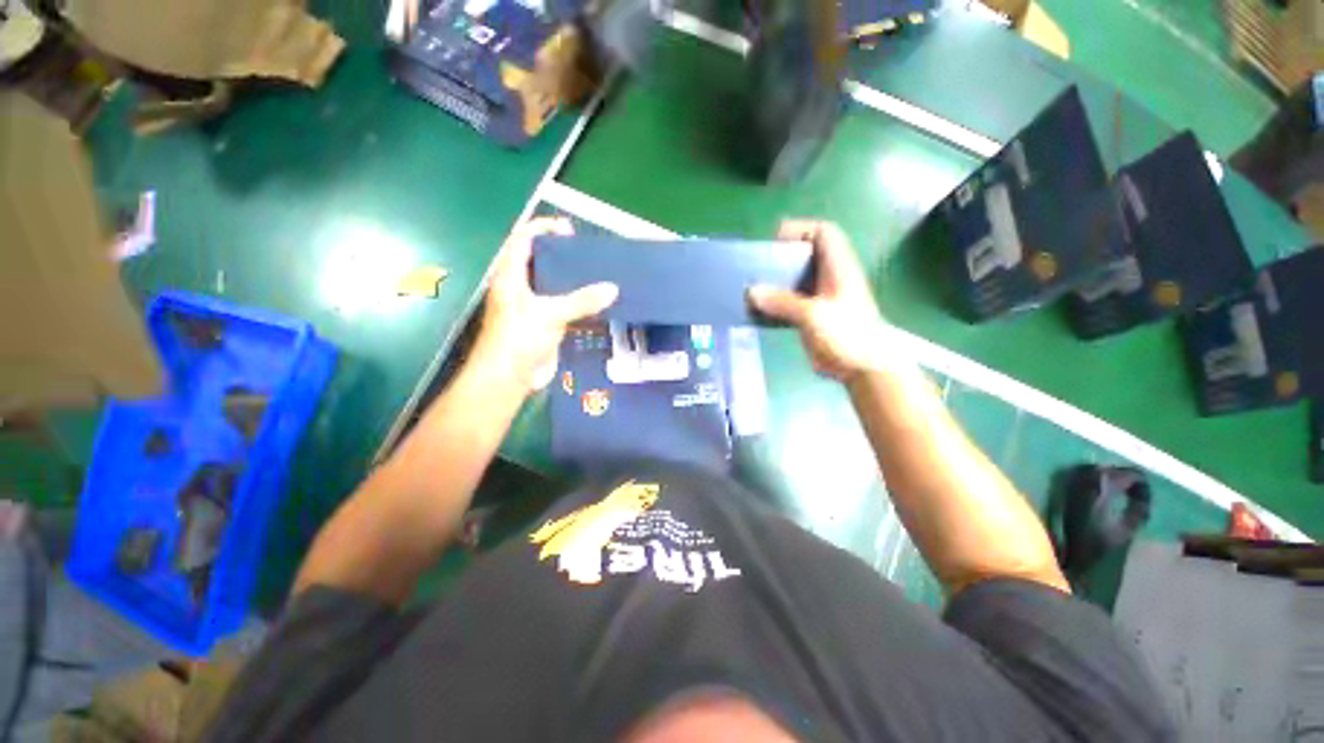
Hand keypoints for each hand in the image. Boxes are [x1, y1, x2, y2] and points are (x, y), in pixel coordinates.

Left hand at [473, 218, 618, 393]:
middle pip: (539, 260)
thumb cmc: (520, 339)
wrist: (509, 378)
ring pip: (552, 284)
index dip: (543, 228)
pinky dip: (578, 302)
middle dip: (561, 253)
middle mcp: (519, 287)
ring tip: (596, 274)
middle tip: (587, 253)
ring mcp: (532, 307)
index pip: (523, 239)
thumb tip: (613, 289)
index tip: (569, 230)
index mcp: (511, 276)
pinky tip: (596, 303)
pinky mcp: (544, 324)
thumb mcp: (551, 315)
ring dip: (572, 279)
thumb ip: (582, 301)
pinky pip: (563, 306)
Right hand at [749, 220, 897, 380]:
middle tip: (756, 267)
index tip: (775, 241)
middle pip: (804, 256)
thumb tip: (751, 292)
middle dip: (780, 258)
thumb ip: (782, 302)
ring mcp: (820, 298)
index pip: (824, 233)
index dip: (801, 229)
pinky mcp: (812, 317)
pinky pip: (790, 302)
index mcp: (838, 268)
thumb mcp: (813, 315)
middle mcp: (829, 278)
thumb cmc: (847, 335)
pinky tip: (759, 310)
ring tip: (751, 287)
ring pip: (795, 280)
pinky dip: (775, 302)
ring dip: (774, 282)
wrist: (862, 369)